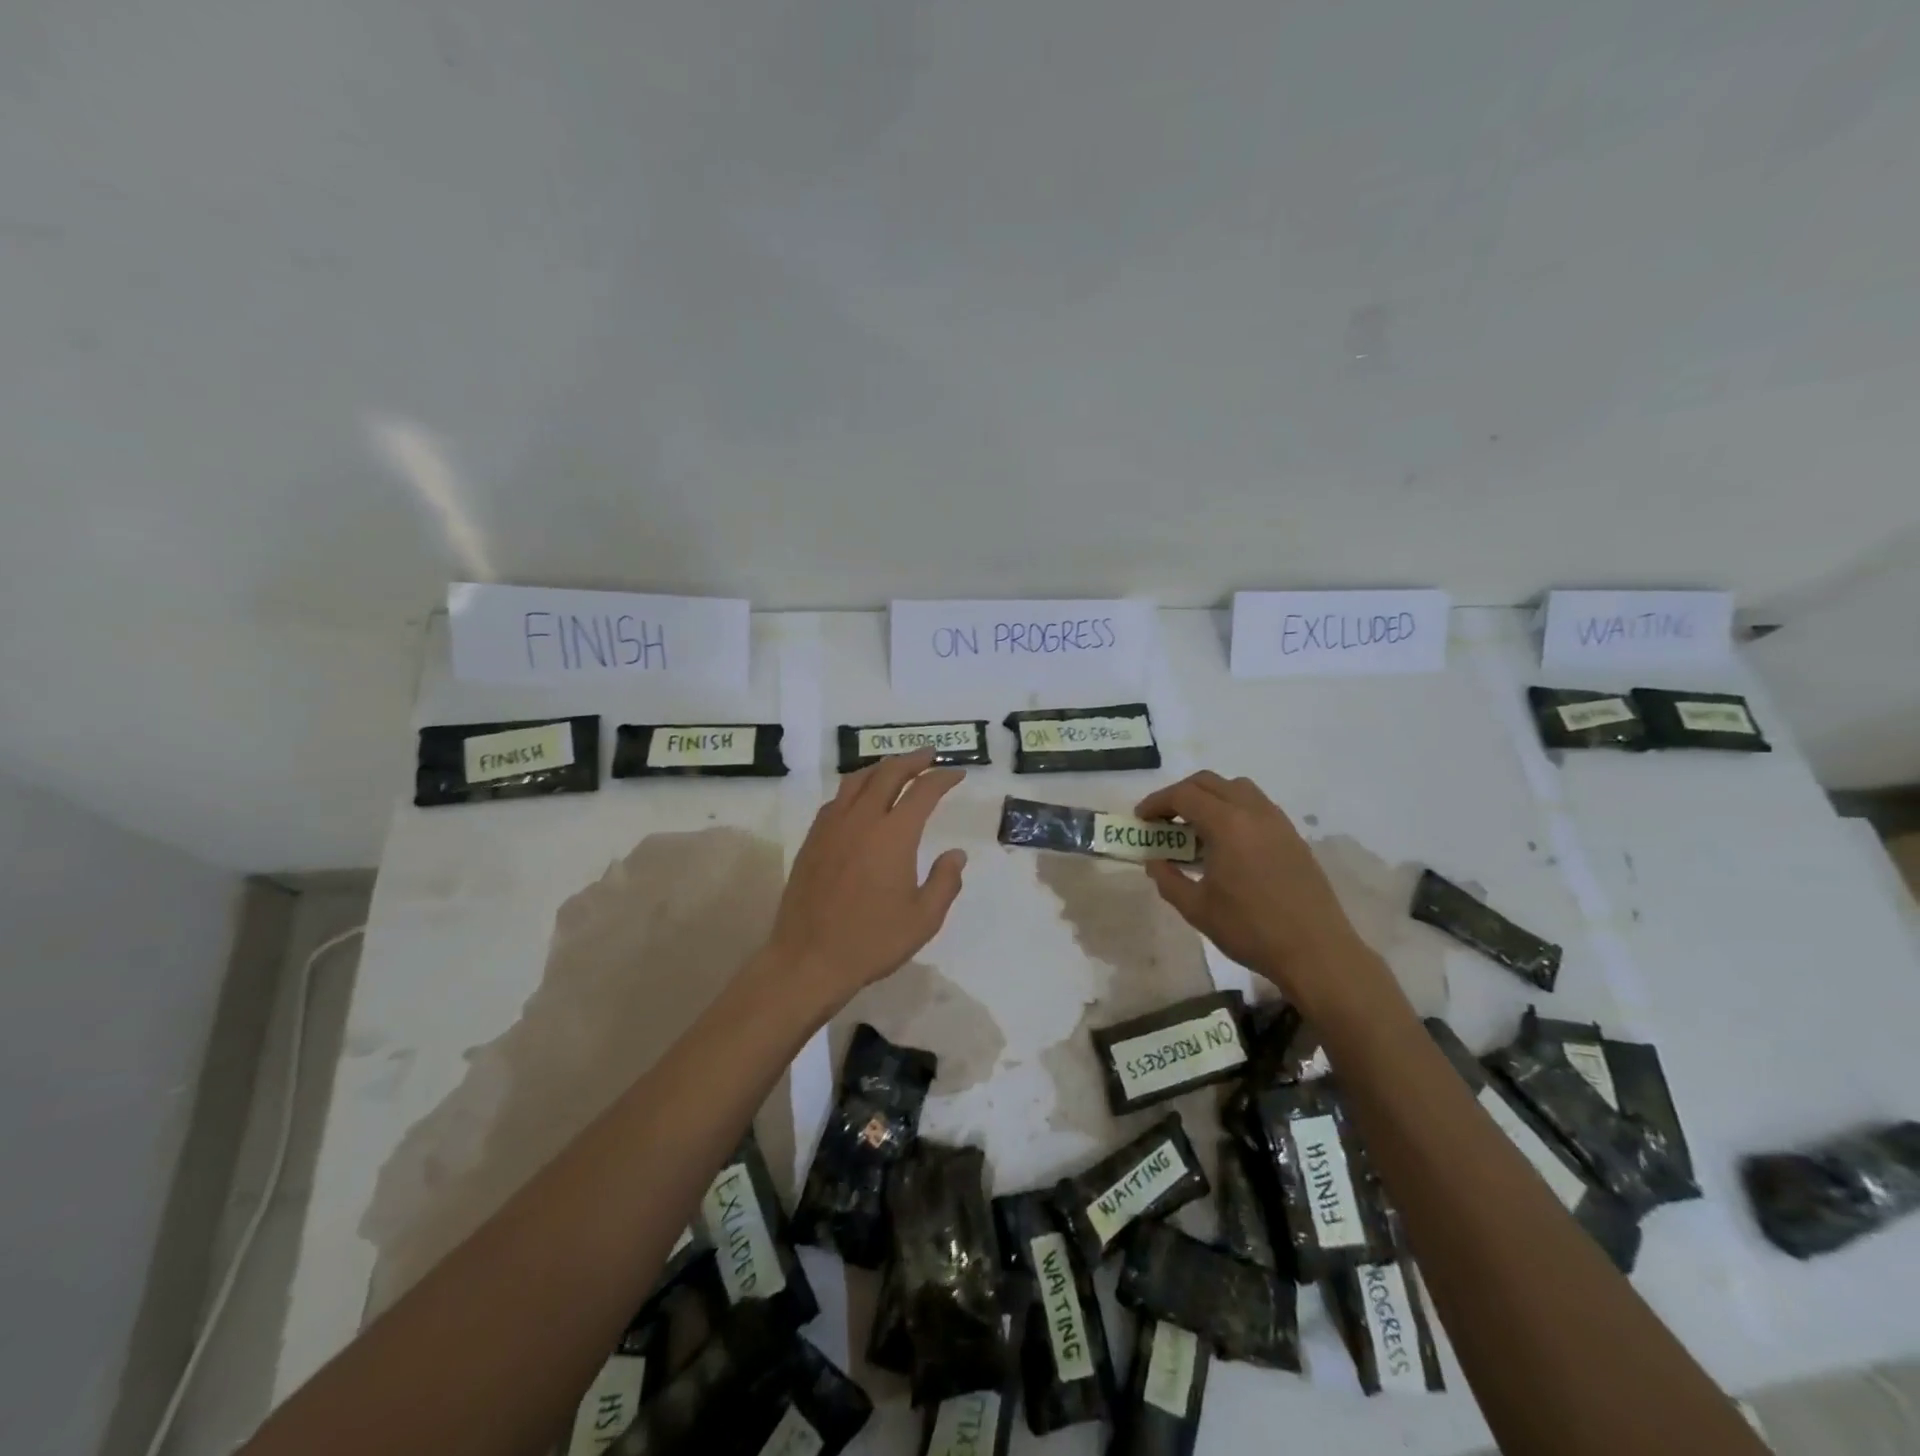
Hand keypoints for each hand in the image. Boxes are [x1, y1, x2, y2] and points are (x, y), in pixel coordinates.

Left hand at [767, 748, 967, 1004]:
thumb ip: (945, 881)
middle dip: (913, 760)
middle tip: (930, 755)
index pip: (923, 791)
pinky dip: (856, 787)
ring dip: (881, 767)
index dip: (943, 778)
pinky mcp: (812, 839)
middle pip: (888, 773)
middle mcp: (862, 819)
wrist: (808, 959)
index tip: (957, 774)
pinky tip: (861, 798)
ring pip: (858, 780)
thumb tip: (956, 854)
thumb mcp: (924, 919)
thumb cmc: (872, 941)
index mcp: (894, 834)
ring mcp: (832, 826)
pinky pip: (837, 799)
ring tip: (896, 767)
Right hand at [1135, 771, 1383, 1014]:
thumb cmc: (1250, 930)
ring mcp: (1278, 822)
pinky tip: (1228, 842)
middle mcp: (1253, 812)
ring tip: (1196, 826)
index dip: (1157, 802)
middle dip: (1180, 794)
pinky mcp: (1293, 836)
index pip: (1183, 795)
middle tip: (1163, 819)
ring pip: (1237, 788)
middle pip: (1209, 782)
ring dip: (1210, 797)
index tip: (1141, 819)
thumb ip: (1168, 880)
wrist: (1316, 952)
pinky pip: (1257, 806)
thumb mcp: (1197, 909)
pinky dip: (1234, 809)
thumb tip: (1154, 862)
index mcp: (1227, 825)